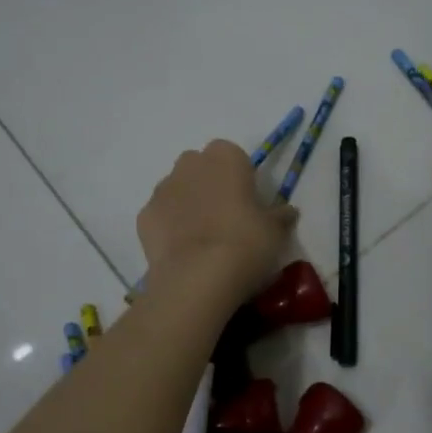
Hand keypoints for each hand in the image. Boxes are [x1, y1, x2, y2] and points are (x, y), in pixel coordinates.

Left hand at [139, 140, 295, 299]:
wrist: (197, 277)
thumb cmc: (245, 242)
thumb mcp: (275, 231)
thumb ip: (280, 216)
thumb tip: (287, 212)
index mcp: (225, 158)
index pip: (233, 155)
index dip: (240, 177)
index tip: (249, 201)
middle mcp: (189, 164)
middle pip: (200, 167)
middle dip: (210, 185)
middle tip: (227, 218)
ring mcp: (162, 189)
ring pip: (177, 189)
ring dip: (189, 205)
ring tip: (204, 239)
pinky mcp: (144, 217)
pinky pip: (161, 216)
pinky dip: (170, 227)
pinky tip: (184, 252)